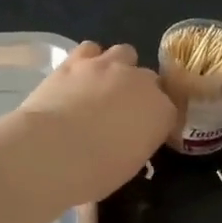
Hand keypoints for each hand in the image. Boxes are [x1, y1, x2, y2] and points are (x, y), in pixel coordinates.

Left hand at [8, 41, 174, 205]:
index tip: (143, 133)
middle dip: (139, 92)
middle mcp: (142, 82)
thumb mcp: (129, 166)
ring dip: (118, 67)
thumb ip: (136, 144)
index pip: (168, 111)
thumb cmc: (95, 173)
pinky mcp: (76, 60)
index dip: (155, 120)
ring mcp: (109, 66)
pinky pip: (90, 49)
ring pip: (124, 53)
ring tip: (102, 86)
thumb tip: (128, 141)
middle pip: (149, 79)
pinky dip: (88, 60)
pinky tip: (79, 75)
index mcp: (161, 112)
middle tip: (121, 112)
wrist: (53, 151)